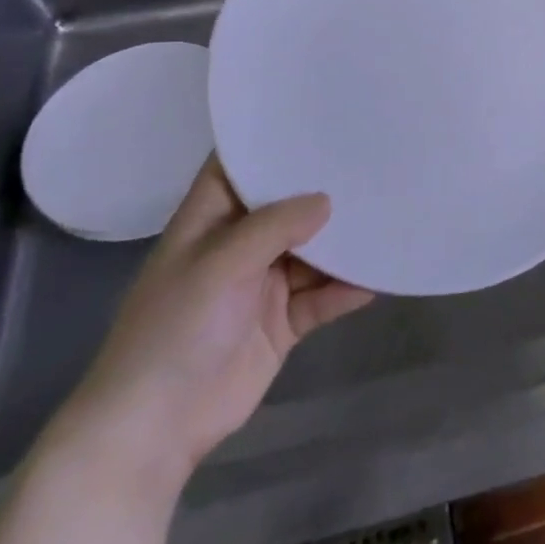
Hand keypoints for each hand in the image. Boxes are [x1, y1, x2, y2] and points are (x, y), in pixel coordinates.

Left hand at [49, 156, 371, 495]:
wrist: (155, 428)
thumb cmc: (175, 330)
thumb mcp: (220, 264)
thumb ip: (275, 227)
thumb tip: (328, 200)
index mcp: (210, 220)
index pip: (240, 166)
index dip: (272, 141)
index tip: (320, 115)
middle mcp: (239, 245)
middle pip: (288, 207)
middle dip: (325, 190)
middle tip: (375, 161)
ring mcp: (263, 285)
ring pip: (313, 252)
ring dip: (344, 243)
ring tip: (389, 216)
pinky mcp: (283, 323)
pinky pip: (322, 298)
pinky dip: (346, 289)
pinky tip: (378, 279)